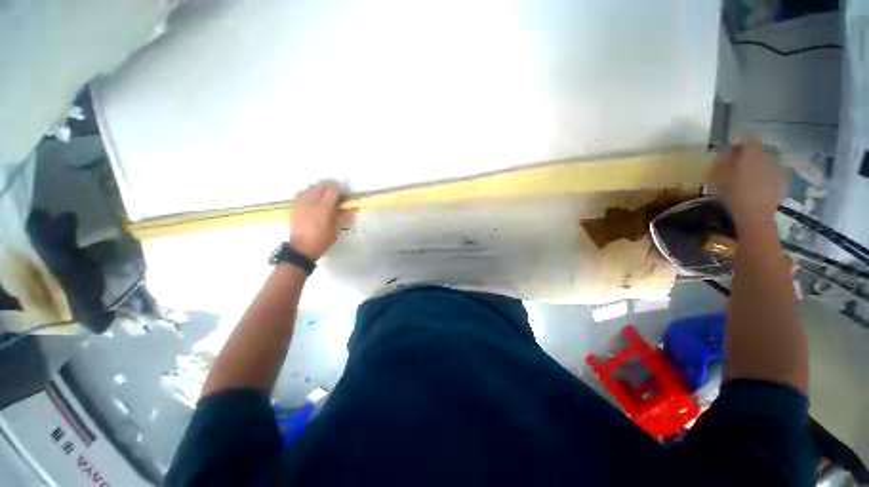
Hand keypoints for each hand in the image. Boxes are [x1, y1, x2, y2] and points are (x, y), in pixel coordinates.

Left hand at [289, 181, 354, 260]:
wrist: (301, 249)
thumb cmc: (321, 241)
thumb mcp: (336, 230)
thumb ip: (344, 217)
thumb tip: (354, 208)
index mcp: (324, 209)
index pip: (332, 191)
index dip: (340, 189)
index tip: (345, 192)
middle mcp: (311, 203)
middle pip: (320, 186)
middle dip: (329, 186)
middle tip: (335, 192)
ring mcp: (301, 204)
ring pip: (309, 187)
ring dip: (318, 188)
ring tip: (324, 194)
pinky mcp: (294, 207)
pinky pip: (301, 193)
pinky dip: (308, 192)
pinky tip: (312, 198)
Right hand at [712, 137, 787, 231]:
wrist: (757, 216)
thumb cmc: (735, 195)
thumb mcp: (722, 178)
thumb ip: (725, 161)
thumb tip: (726, 151)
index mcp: (751, 154)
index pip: (747, 139)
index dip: (738, 142)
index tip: (730, 148)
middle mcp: (767, 157)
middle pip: (758, 150)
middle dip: (748, 154)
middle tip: (737, 163)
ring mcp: (778, 168)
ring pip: (766, 160)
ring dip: (757, 164)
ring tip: (748, 175)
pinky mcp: (783, 180)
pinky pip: (773, 172)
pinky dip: (766, 174)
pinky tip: (759, 184)